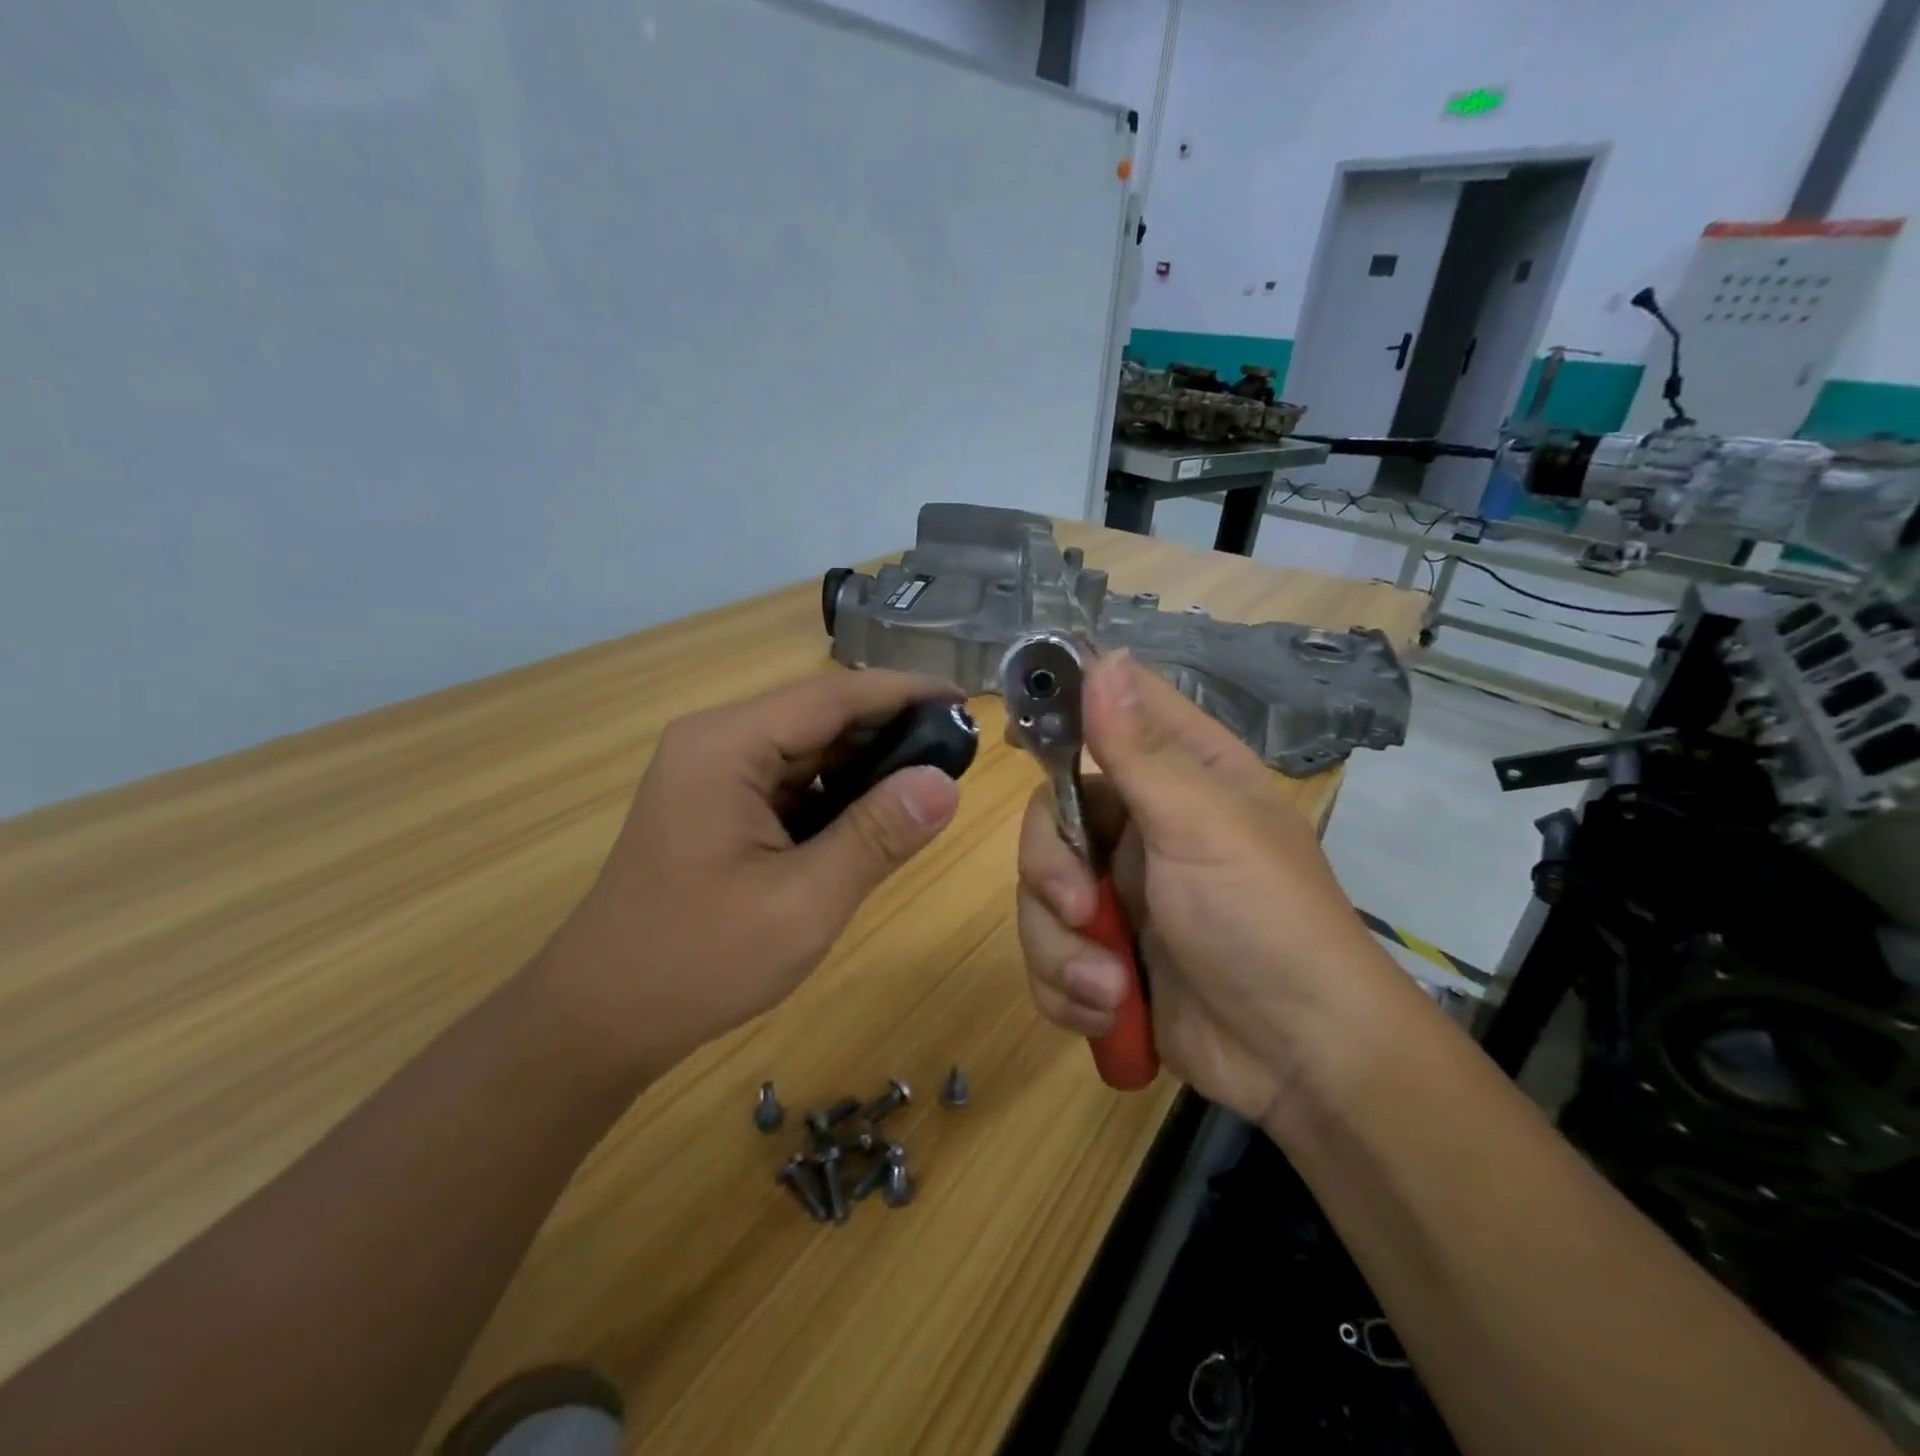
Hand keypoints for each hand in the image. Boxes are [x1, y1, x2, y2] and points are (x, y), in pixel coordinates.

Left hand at [535, 670, 964, 1077]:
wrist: (602, 1017)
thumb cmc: (698, 961)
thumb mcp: (803, 902)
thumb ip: (876, 837)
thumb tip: (945, 784)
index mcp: (725, 747)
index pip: (831, 696)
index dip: (903, 692)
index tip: (965, 700)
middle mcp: (715, 743)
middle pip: (818, 715)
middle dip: (890, 728)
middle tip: (960, 749)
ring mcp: (713, 773)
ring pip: (808, 747)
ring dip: (866, 761)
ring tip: (931, 779)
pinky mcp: (718, 803)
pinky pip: (791, 779)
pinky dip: (837, 791)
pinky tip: (876, 813)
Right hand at [1016, 652, 1396, 1123]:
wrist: (1300, 1061)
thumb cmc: (1263, 922)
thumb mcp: (1202, 826)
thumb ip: (1139, 749)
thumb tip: (1104, 657)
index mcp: (1178, 777)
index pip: (1110, 714)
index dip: (1062, 711)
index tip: (1017, 730)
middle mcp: (1140, 827)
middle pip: (1049, 817)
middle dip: (1052, 873)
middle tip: (1083, 909)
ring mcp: (1120, 894)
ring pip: (1039, 895)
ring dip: (1063, 951)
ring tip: (1110, 990)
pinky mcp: (1104, 957)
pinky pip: (1048, 954)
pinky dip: (1068, 990)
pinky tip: (1110, 1013)